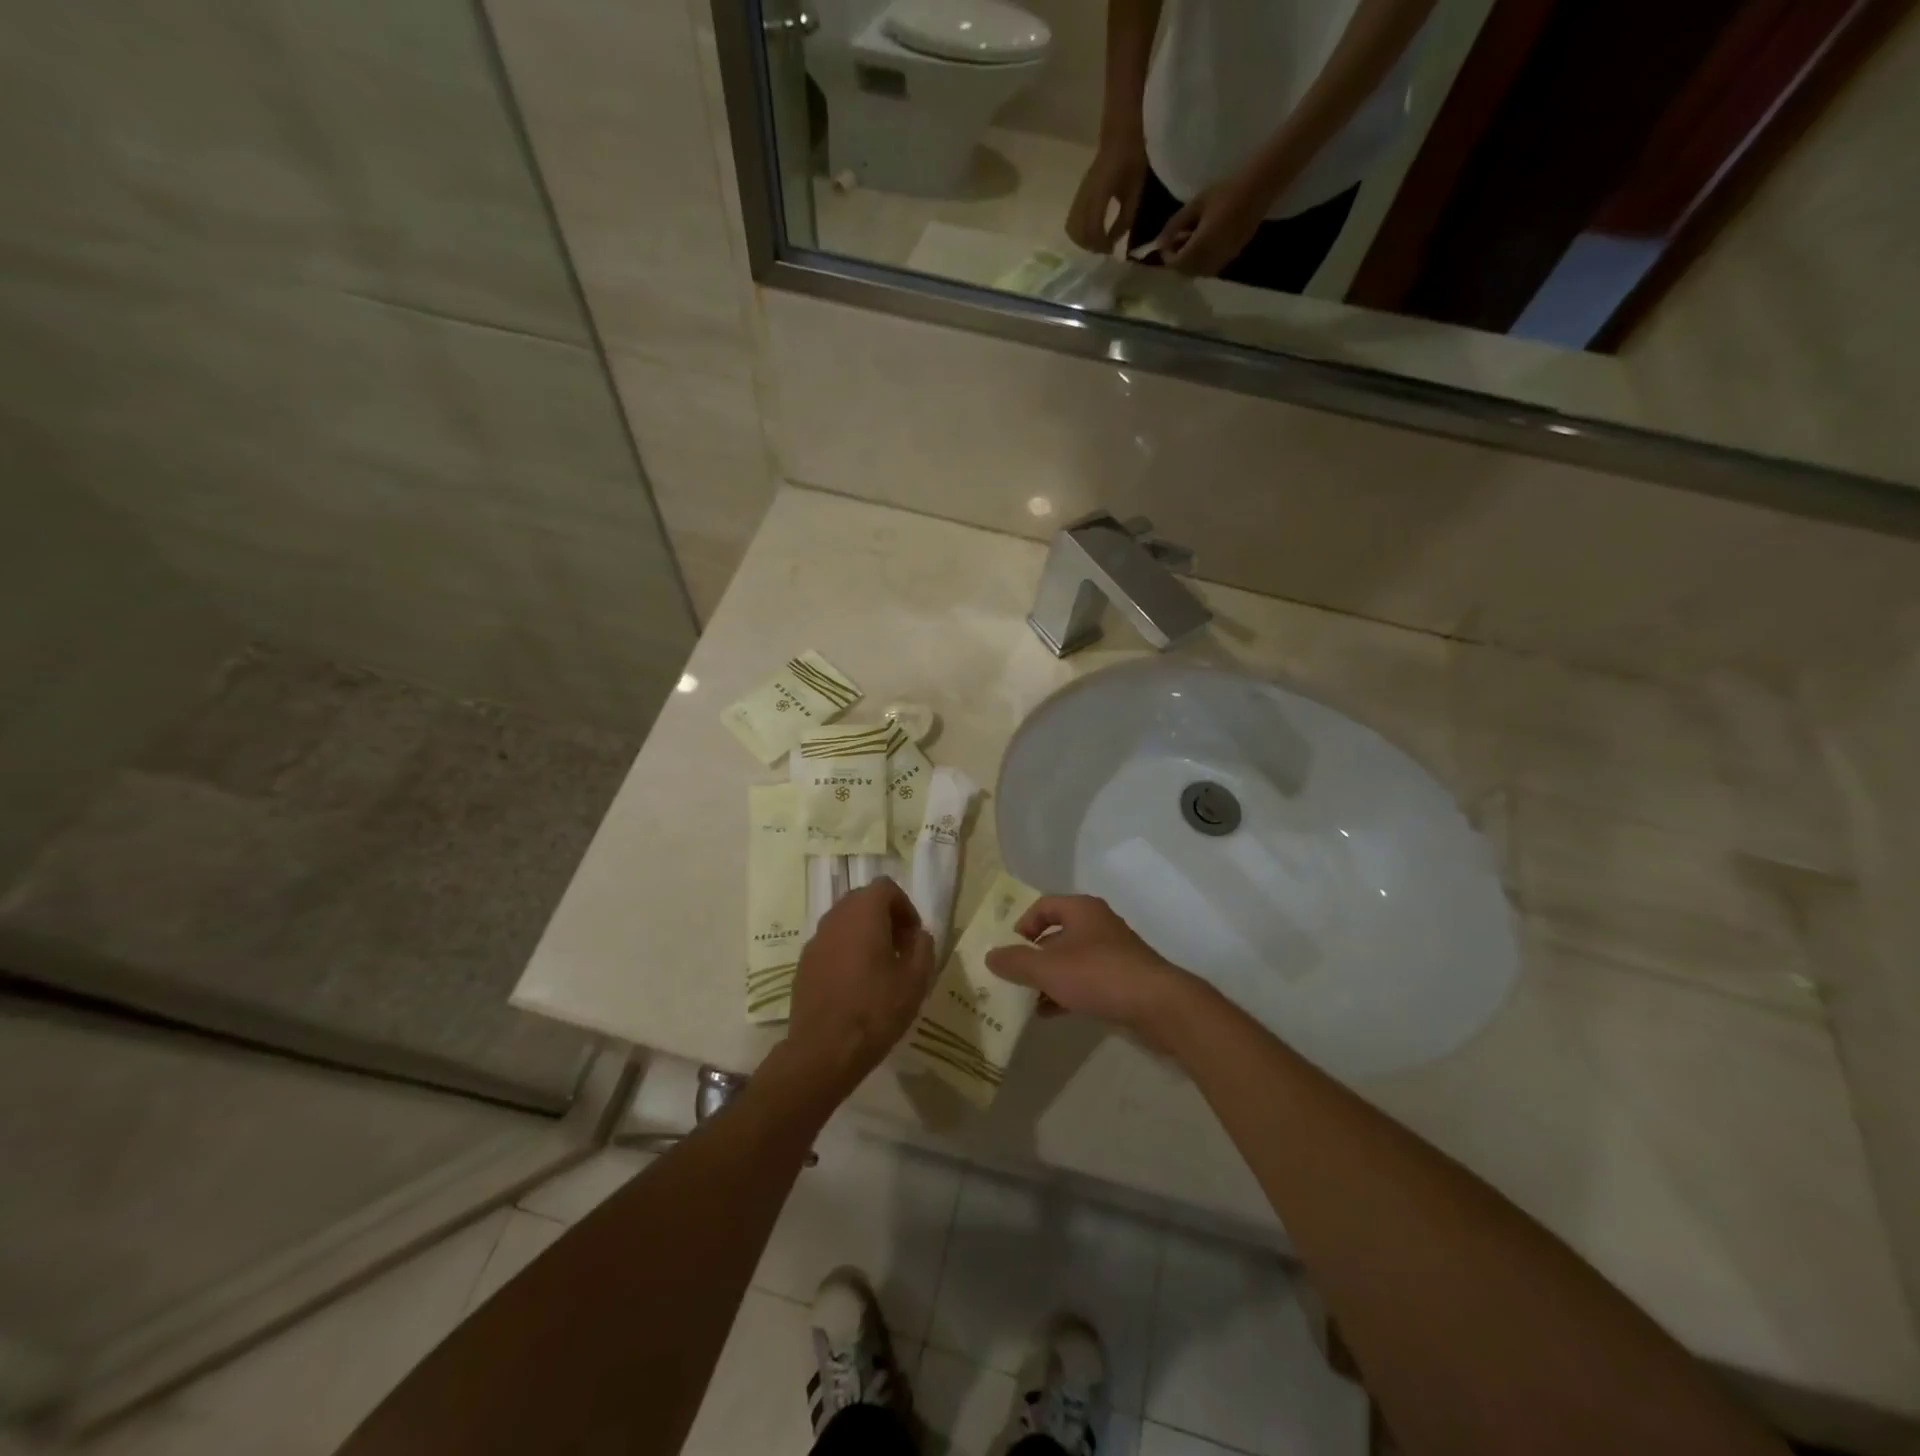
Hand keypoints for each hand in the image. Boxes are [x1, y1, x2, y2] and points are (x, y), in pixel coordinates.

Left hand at [783, 879, 936, 1097]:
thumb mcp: (916, 981)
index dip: (904, 906)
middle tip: (899, 949)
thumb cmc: (875, 1011)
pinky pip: (830, 944)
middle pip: (862, 900)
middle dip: (884, 917)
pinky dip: (846, 951)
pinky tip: (855, 984)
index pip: (885, 887)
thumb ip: (923, 948)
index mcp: (863, 914)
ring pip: (844, 922)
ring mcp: (815, 940)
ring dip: (864, 934)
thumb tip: (919, 936)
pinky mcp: (803, 964)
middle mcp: (835, 918)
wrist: (823, 1051)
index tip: (913, 936)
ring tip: (879, 968)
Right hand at [984, 895, 1194, 1051]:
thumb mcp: (1048, 968)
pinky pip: (1085, 981)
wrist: (1157, 1004)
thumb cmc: (1098, 975)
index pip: (1043, 906)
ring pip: (1070, 960)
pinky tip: (1050, 1013)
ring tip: (1027, 1000)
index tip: (1009, 950)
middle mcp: (1097, 925)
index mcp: (1081, 910)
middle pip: (1056, 934)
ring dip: (1048, 978)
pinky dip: (1065, 993)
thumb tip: (990, 955)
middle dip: (1032, 956)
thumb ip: (1015, 961)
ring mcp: (1112, 953)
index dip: (1022, 924)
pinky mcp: (1122, 979)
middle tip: (1012, 977)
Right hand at [1066, 135, 1149, 252]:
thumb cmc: (1132, 158)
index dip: (1100, 245)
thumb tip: (1115, 242)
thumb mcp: (1135, 191)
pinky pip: (1074, 218)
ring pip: (1072, 227)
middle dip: (1089, 245)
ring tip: (1099, 241)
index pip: (1091, 228)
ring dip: (1083, 239)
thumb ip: (1124, 219)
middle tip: (1104, 248)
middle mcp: (1084, 195)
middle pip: (1076, 231)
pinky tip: (1096, 229)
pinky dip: (1082, 230)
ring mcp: (1079, 194)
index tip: (1112, 251)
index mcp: (1099, 193)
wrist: (1121, 131)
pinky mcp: (1080, 193)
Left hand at [1155, 167, 1273, 276]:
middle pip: (1185, 272)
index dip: (1167, 256)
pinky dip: (1202, 260)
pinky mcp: (1231, 258)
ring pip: (1197, 272)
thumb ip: (1174, 226)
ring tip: (1191, 238)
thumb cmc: (1225, 192)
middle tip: (1177, 240)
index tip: (1166, 242)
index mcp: (1199, 248)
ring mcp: (1222, 261)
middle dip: (1178, 260)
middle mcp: (1209, 261)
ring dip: (1190, 262)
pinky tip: (1205, 241)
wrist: (1257, 189)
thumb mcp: (1195, 205)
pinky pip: (1210, 267)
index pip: (1175, 265)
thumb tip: (1158, 243)